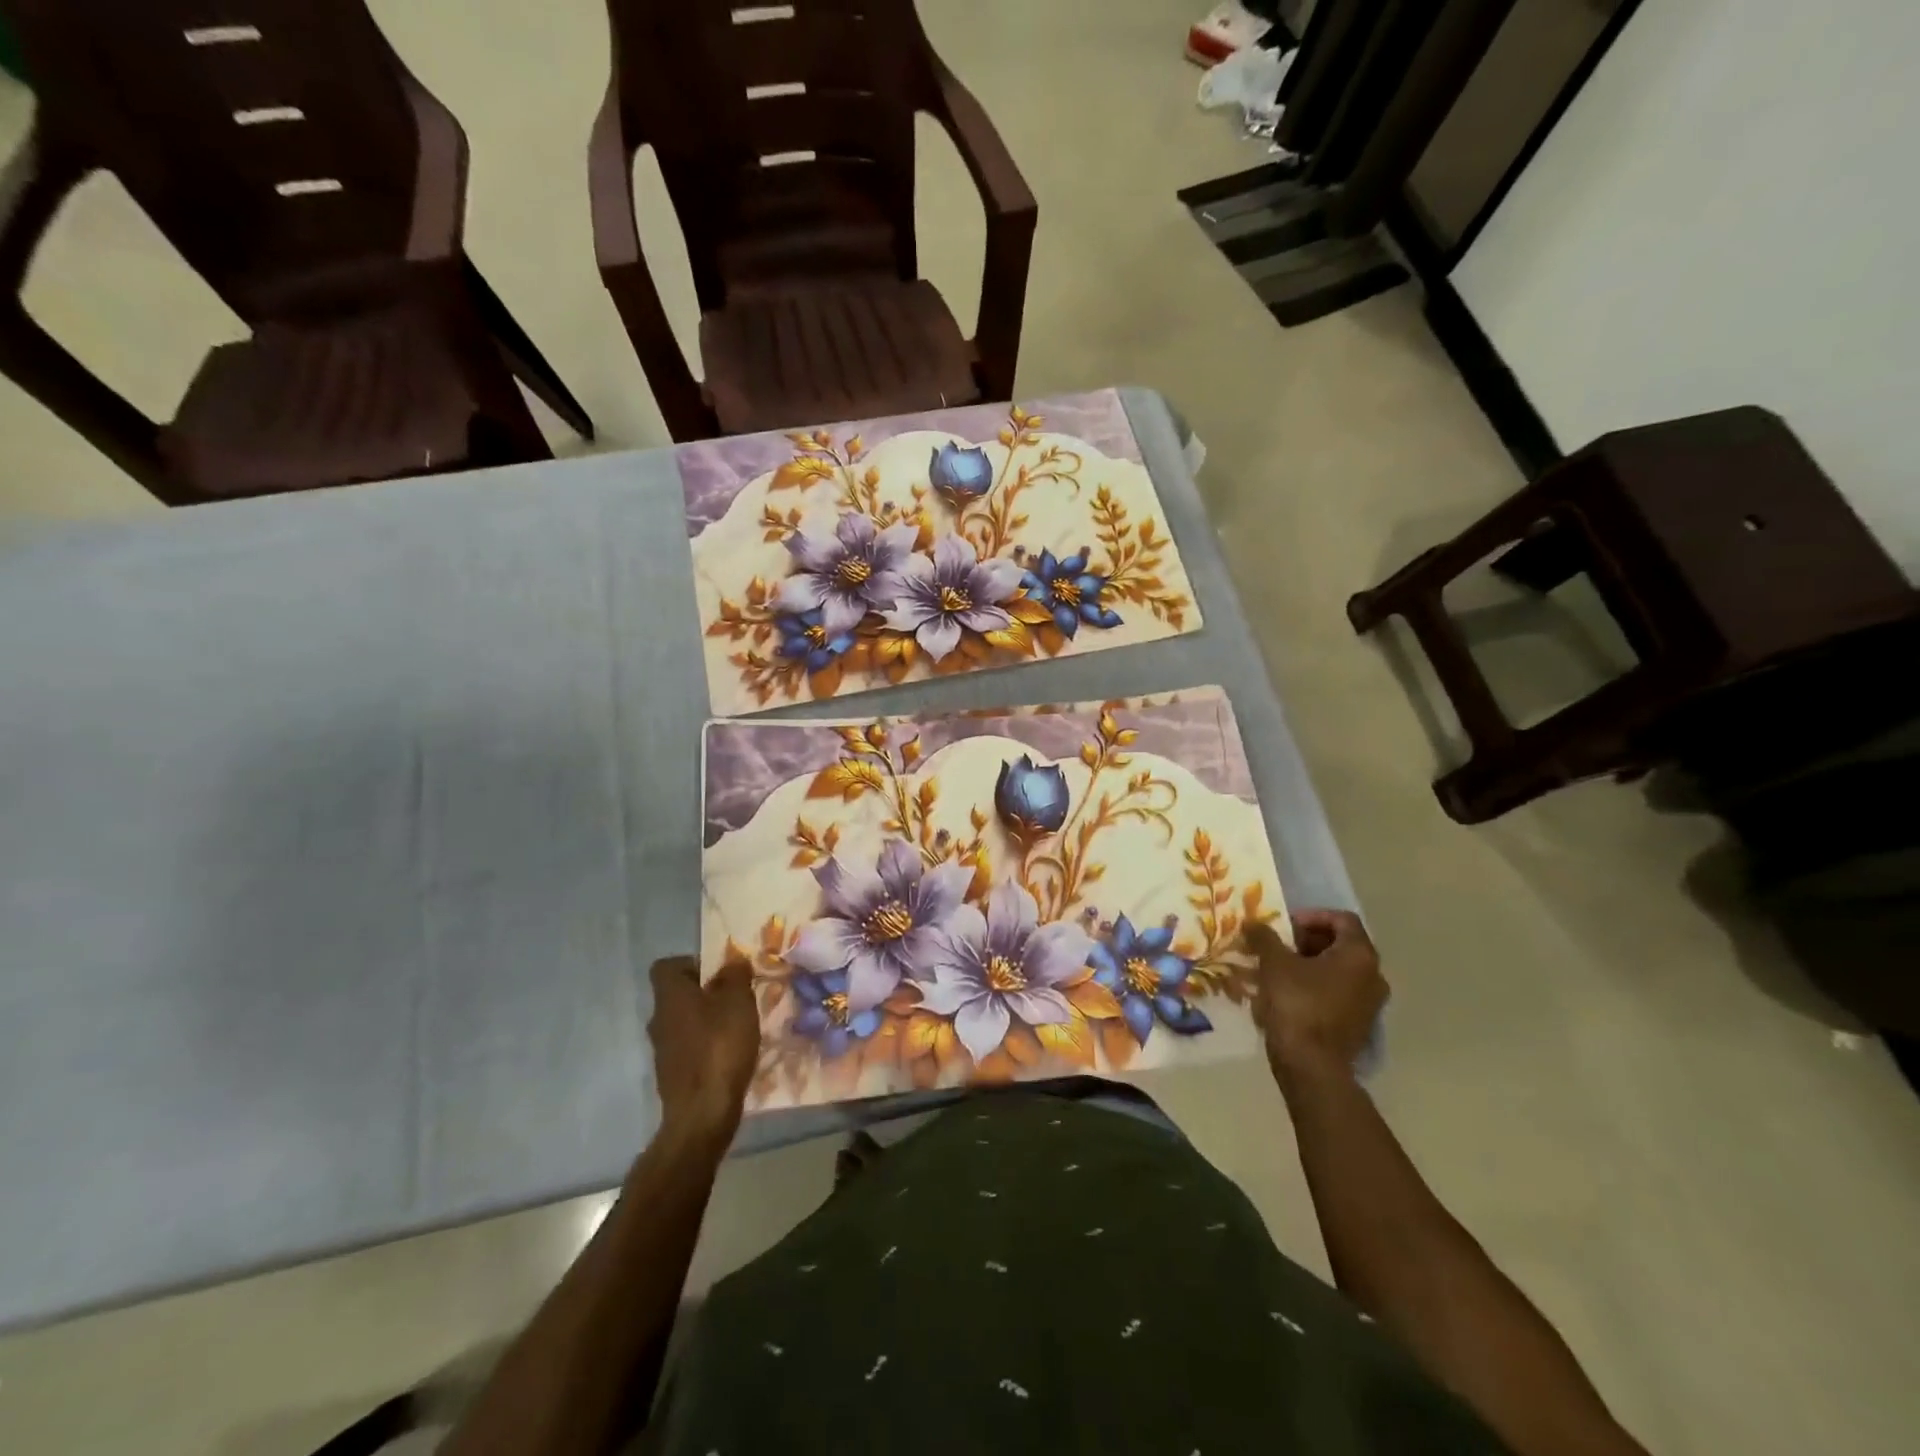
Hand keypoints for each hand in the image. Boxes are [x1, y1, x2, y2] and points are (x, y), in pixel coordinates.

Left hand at [648, 955, 759, 1142]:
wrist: (702, 1113)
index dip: (692, 963)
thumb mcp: (738, 1001)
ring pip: (685, 1022)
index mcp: (669, 996)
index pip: (666, 966)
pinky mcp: (672, 1075)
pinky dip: (708, 1046)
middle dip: (706, 992)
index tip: (720, 972)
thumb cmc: (720, 1046)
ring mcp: (663, 1050)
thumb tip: (732, 960)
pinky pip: (690, 1048)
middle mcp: (659, 1019)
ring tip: (739, 1026)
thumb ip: (735, 975)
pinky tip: (731, 1054)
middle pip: (678, 995)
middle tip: (737, 997)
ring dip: (709, 1020)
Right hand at [1244, 910, 1386, 1086]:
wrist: (1311, 1066)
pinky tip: (1285, 993)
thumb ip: (1265, 937)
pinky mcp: (1358, 1024)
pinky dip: (1314, 986)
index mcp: (1359, 955)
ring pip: (1337, 970)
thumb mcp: (1274, 963)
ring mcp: (1369, 1003)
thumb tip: (1253, 922)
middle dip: (1306, 941)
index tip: (1285, 926)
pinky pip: (1336, 993)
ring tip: (1275, 969)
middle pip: (1340, 944)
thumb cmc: (1297, 1004)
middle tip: (1277, 946)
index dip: (1311, 916)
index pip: (1342, 919)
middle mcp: (1373, 976)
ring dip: (1307, 964)